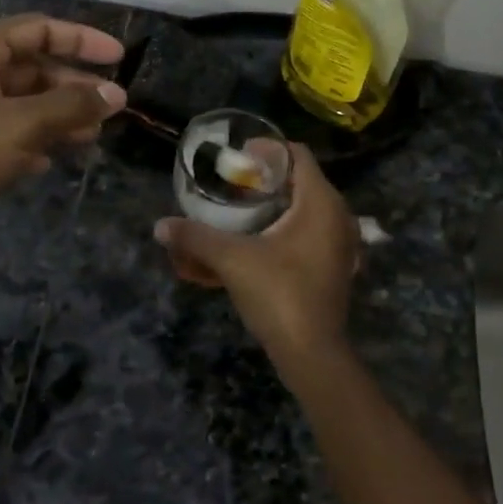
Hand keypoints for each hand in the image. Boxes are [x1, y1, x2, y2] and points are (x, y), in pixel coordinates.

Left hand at [0, 14, 125, 227]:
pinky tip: (54, 159)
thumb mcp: (19, 125)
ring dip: (61, 115)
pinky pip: (13, 131)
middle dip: (75, 85)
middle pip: (35, 66)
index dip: (82, 39)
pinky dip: (38, 139)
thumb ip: (71, 106)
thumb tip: (117, 95)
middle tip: (113, 106)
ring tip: (93, 135)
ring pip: (27, 102)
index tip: (120, 58)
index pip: (40, 29)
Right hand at [154, 144, 360, 384]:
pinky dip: (290, 227)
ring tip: (245, 209)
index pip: (298, 154)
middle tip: (236, 184)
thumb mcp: (232, 260)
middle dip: (269, 178)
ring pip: (309, 207)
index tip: (238, 159)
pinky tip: (263, 239)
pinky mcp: (338, 264)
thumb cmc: (278, 294)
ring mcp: (342, 242)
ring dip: (279, 203)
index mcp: (321, 202)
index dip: (268, 150)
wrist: (312, 353)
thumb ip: (195, 238)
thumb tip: (160, 226)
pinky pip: (314, 230)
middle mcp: (339, 215)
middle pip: (303, 179)